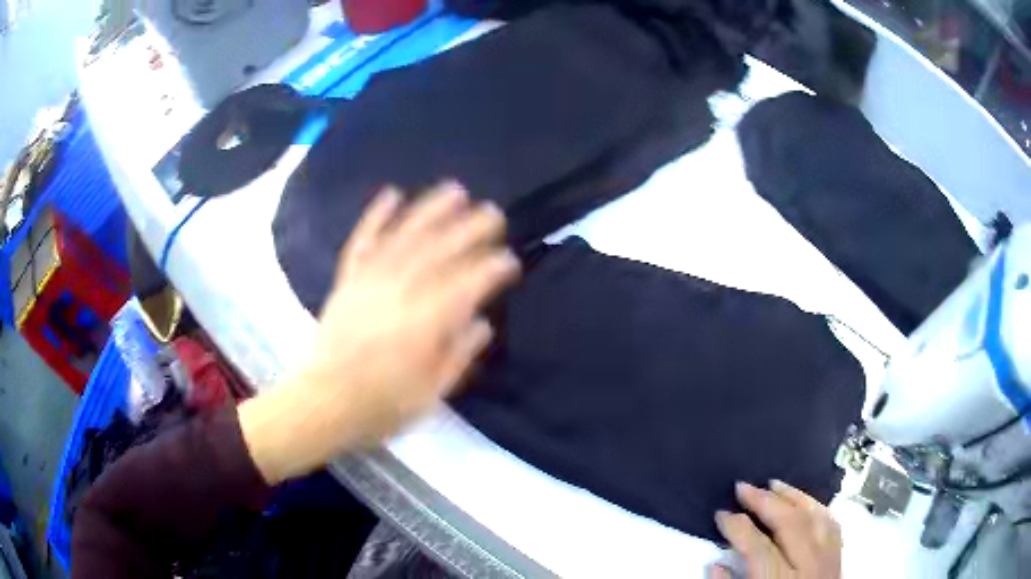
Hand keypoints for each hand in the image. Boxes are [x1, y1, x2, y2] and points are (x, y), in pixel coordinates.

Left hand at [240, 182, 519, 483]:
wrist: (322, 403)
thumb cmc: (380, 406)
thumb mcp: (430, 394)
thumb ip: (458, 355)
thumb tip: (482, 323)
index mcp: (424, 324)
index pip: (467, 286)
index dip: (492, 269)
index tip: (510, 260)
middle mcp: (399, 292)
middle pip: (440, 252)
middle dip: (470, 229)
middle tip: (494, 213)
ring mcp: (369, 281)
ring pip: (405, 236)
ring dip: (431, 210)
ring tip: (455, 190)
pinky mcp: (347, 280)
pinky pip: (362, 241)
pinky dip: (376, 216)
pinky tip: (392, 194)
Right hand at [710, 481, 841, 578]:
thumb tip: (715, 564)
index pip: (758, 548)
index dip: (738, 527)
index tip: (721, 514)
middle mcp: (809, 568)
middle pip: (791, 525)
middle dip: (765, 502)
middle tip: (743, 487)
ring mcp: (828, 561)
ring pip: (816, 518)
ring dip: (794, 497)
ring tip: (774, 484)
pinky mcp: (839, 559)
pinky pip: (832, 525)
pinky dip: (818, 508)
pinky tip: (805, 501)